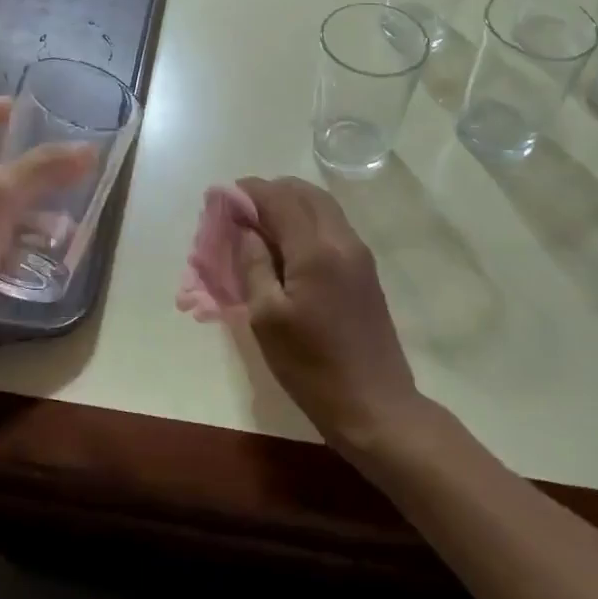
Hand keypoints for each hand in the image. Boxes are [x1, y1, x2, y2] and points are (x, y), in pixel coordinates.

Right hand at [234, 176, 423, 451]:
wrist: (376, 407)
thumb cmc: (312, 366)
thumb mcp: (267, 318)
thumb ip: (254, 265)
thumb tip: (246, 229)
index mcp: (316, 250)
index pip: (279, 199)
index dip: (248, 191)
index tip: (221, 197)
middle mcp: (342, 241)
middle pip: (304, 193)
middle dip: (270, 193)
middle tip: (240, 211)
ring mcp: (359, 255)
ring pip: (321, 208)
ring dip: (289, 205)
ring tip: (259, 226)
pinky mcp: (366, 271)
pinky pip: (331, 227)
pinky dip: (305, 222)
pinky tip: (285, 246)